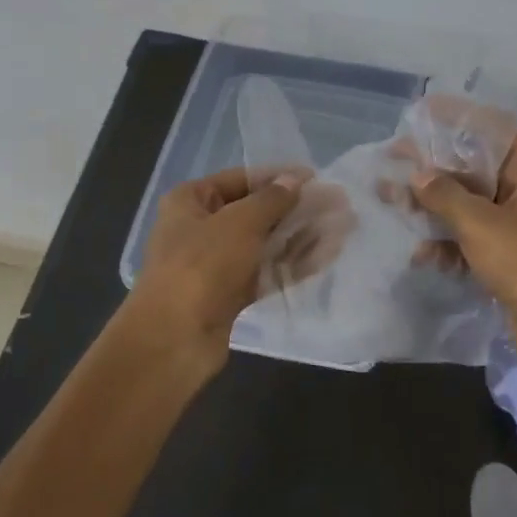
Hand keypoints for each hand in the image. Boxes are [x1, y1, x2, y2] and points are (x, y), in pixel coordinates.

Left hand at [126, 166, 342, 367]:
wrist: (174, 339)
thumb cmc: (202, 265)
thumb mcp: (240, 222)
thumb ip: (272, 200)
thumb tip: (295, 179)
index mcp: (190, 201)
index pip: (240, 179)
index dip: (278, 177)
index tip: (315, 178)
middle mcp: (201, 228)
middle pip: (256, 212)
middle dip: (297, 209)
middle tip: (337, 204)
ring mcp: (216, 264)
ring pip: (265, 243)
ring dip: (302, 236)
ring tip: (342, 228)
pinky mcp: (231, 294)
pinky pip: (267, 272)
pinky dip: (294, 263)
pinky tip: (327, 255)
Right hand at [409, 130, 516, 369]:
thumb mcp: (480, 224)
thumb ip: (444, 195)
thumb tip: (417, 176)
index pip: (492, 128)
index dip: (455, 118)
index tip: (420, 114)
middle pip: (477, 166)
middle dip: (435, 170)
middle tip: (395, 163)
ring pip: (473, 202)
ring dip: (437, 208)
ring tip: (396, 206)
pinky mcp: (514, 253)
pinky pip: (477, 234)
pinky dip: (452, 241)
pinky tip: (424, 255)